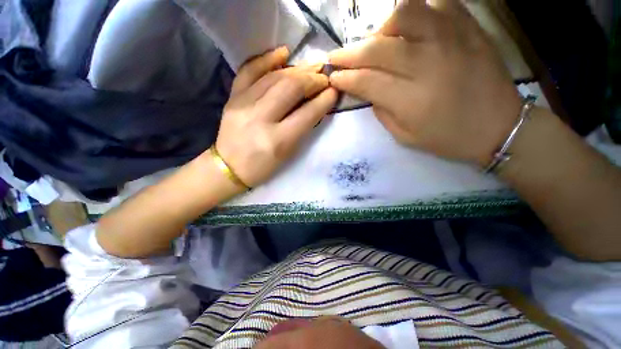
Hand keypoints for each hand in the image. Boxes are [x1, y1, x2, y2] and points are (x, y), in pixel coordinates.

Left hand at [215, 47, 337, 186]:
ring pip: (274, 77)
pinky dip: (266, 59)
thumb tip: (316, 104)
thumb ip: (302, 129)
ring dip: (297, 69)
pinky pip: (249, 71)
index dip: (324, 100)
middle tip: (324, 77)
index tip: (334, 91)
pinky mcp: (233, 98)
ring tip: (311, 67)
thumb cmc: (262, 167)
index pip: (307, 114)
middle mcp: (260, 119)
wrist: (228, 167)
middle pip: (290, 88)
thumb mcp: (288, 154)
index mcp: (278, 141)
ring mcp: (243, 105)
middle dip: (312, 79)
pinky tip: (283, 53)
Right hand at [329, 0, 521, 166]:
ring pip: (405, 13)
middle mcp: (427, 64)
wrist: (500, 127)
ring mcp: (451, 40)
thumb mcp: (404, 136)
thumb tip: (367, 91)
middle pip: (376, 48)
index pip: (365, 81)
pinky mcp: (469, 29)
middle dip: (349, 53)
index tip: (333, 77)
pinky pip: (439, 3)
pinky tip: (414, 29)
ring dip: (383, 27)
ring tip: (380, 41)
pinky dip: (420, 12)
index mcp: (410, 99)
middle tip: (337, 57)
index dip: (344, 78)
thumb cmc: (448, 138)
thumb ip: (381, 112)